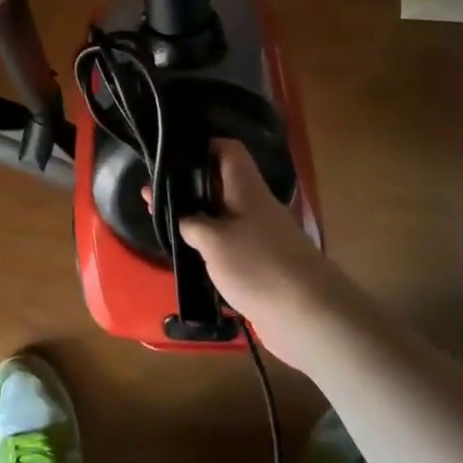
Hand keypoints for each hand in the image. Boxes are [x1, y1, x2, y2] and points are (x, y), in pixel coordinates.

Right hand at [175, 140, 349, 371]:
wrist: (309, 316)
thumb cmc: (258, 266)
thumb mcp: (212, 240)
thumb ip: (191, 223)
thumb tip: (183, 218)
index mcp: (247, 188)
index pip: (228, 150)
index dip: (202, 146)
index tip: (172, 155)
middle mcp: (255, 206)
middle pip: (221, 184)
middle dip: (189, 186)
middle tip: (153, 193)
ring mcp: (260, 236)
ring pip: (223, 215)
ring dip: (196, 217)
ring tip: (162, 222)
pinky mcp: (261, 264)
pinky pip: (230, 243)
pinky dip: (209, 243)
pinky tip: (188, 252)